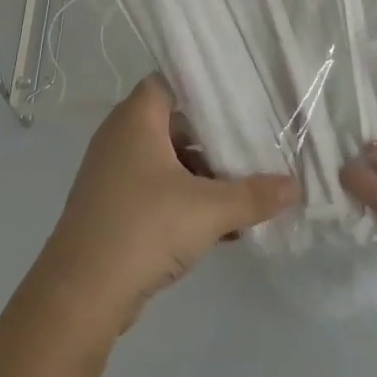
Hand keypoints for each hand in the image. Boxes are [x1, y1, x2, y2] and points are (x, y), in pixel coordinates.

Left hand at [36, 76, 299, 338]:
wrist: (81, 294)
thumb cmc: (144, 229)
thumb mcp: (208, 210)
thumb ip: (254, 195)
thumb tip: (295, 186)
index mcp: (135, 120)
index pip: (171, 82)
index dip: (205, 89)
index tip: (243, 100)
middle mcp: (120, 138)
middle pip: (175, 124)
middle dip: (214, 140)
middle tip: (254, 147)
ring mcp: (114, 174)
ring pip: (169, 162)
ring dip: (204, 177)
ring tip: (245, 193)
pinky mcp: (115, 207)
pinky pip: (158, 192)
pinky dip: (187, 202)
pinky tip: (225, 229)